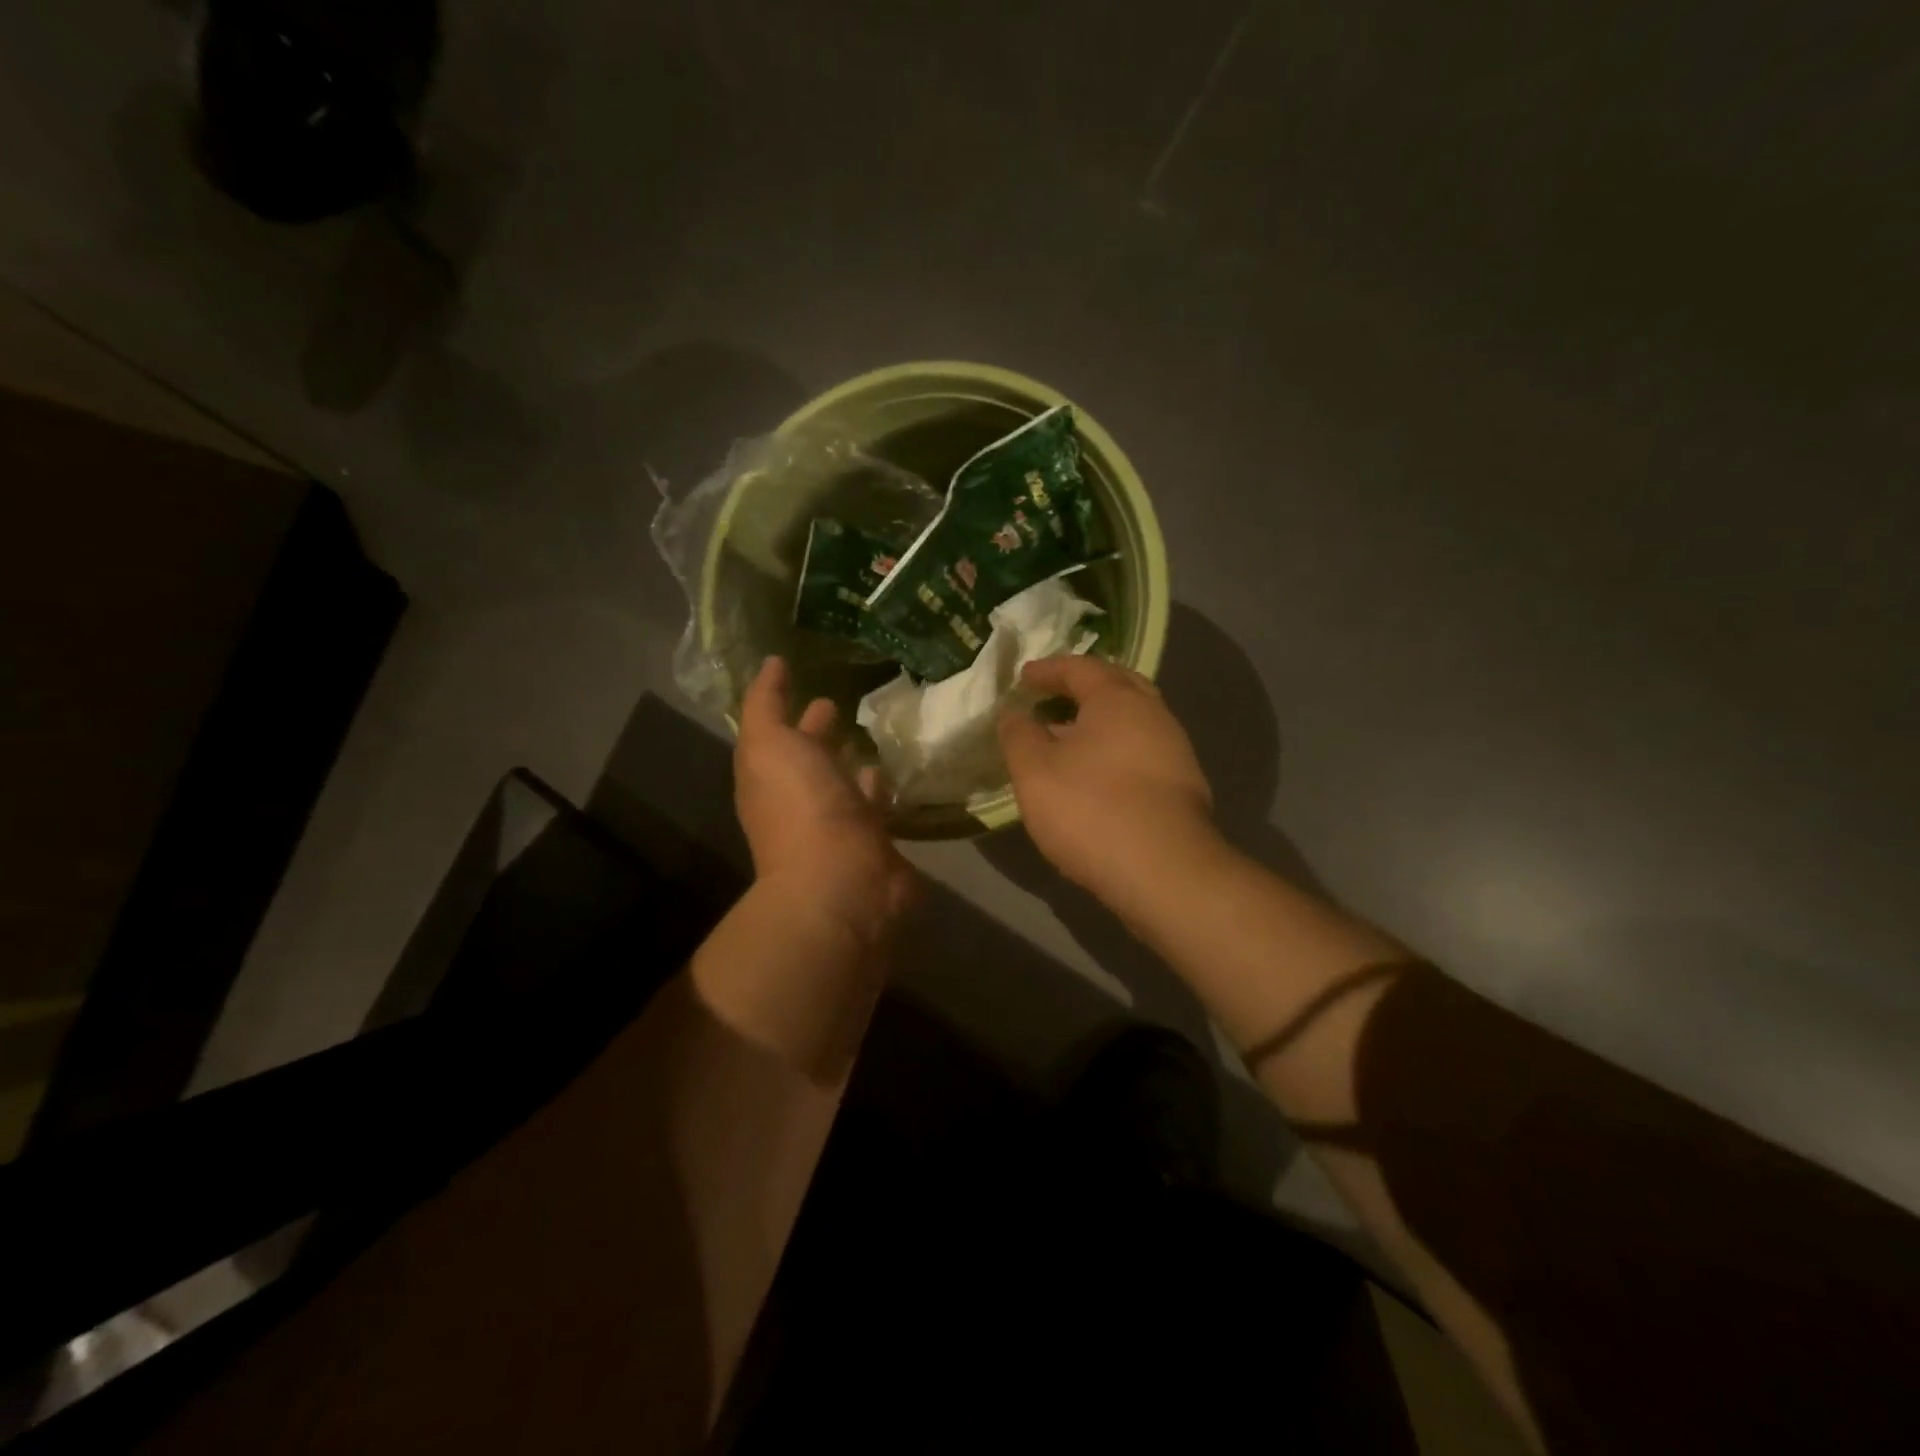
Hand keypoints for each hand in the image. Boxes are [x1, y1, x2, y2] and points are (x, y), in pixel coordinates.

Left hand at [735, 658, 917, 945]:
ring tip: (879, 735)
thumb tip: (771, 663)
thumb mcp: (768, 744)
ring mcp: (841, 825)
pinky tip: (901, 772)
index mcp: (772, 779)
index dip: (789, 709)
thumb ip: (766, 703)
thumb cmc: (801, 807)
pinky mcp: (877, 843)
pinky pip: (880, 807)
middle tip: (848, 703)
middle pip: (813, 760)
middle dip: (824, 734)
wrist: (843, 880)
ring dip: (857, 763)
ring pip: (848, 784)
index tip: (811, 682)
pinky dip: (885, 790)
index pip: (779, 736)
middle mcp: (802, 802)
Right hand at [997, 656, 1223, 914]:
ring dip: (1099, 722)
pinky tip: (1096, 774)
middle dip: (1082, 687)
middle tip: (1052, 696)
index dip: (1047, 670)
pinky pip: (1141, 751)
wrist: (1164, 872)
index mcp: (1118, 699)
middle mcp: (1154, 714)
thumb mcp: (1035, 771)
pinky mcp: (1182, 786)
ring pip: (1132, 721)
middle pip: (1116, 686)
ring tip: (1067, 738)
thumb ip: (1019, 735)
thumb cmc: (1091, 809)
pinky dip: (1114, 749)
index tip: (1022, 678)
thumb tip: (1013, 712)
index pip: (1080, 668)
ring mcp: (1175, 750)